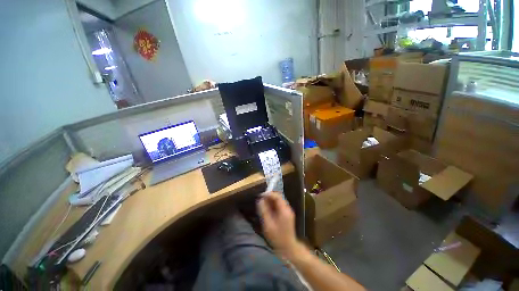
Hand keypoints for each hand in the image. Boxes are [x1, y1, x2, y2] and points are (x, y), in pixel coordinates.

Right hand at [257, 192, 300, 258]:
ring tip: (263, 205)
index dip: (268, 194)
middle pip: (278, 197)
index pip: (277, 196)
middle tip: (260, 200)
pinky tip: (268, 210)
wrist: (288, 248)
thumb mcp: (268, 224)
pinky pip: (280, 205)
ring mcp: (288, 211)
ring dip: (271, 201)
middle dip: (269, 197)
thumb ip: (264, 211)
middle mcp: (288, 208)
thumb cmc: (277, 237)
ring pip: (279, 201)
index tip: (260, 195)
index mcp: (284, 210)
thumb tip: (260, 200)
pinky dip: (273, 205)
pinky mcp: (287, 214)